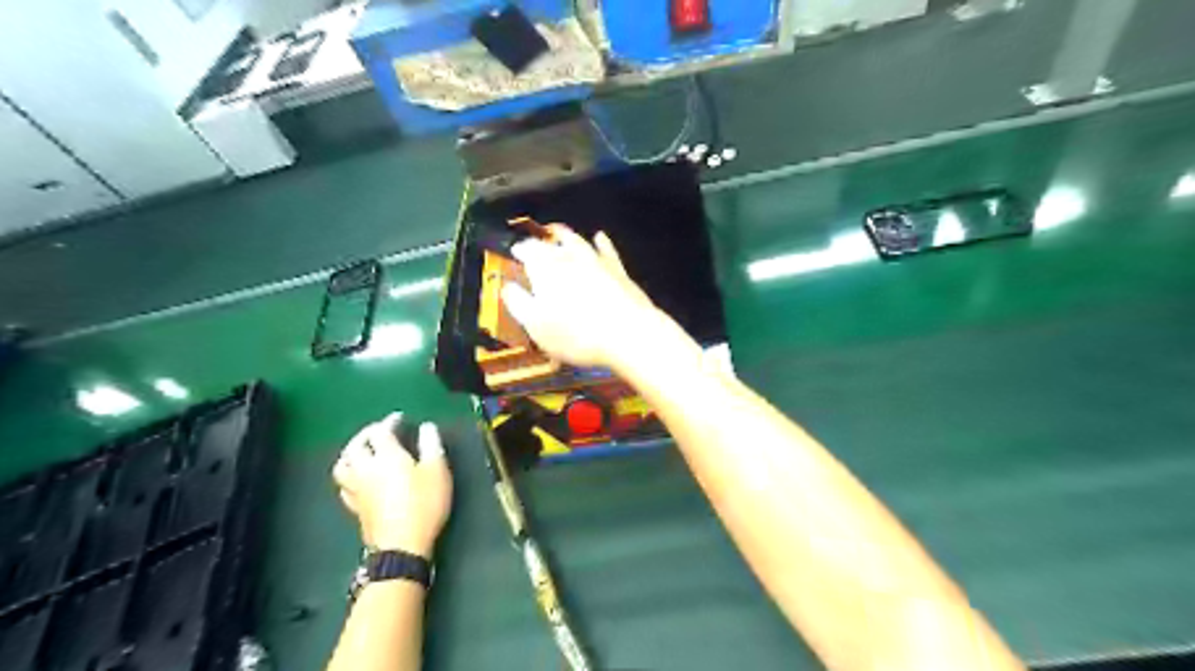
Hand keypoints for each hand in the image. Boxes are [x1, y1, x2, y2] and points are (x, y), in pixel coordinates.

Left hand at [331, 411, 451, 558]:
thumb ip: (431, 445)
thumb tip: (427, 427)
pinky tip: (358, 477)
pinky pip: (344, 485)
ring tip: (363, 451)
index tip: (399, 419)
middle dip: (366, 434)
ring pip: (343, 465)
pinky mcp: (355, 507)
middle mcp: (366, 469)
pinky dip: (350, 474)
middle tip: (379, 431)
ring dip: (351, 453)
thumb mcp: (437, 470)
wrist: (402, 545)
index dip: (389, 422)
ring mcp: (357, 489)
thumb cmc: (424, 504)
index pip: (381, 432)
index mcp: (387, 456)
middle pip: (355, 445)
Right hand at [498, 228, 661, 367]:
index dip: (519, 250)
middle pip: (552, 242)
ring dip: (566, 236)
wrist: (628, 333)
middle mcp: (569, 257)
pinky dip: (600, 242)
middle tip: (535, 241)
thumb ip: (518, 303)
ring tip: (559, 232)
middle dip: (541, 241)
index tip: (514, 253)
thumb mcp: (536, 325)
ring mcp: (596, 260)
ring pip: (577, 241)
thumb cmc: (575, 333)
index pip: (527, 250)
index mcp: (545, 267)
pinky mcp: (618, 269)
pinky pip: (606, 250)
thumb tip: (507, 287)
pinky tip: (599, 237)